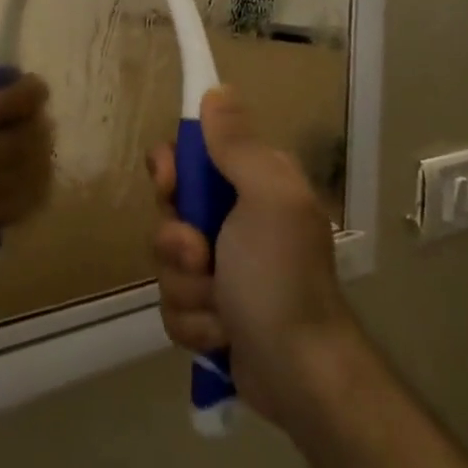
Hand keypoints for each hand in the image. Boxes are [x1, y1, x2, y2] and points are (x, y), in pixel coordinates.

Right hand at [147, 87, 356, 425]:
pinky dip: (193, 322)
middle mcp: (237, 222)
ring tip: (219, 308)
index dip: (172, 169)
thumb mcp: (266, 198)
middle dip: (177, 240)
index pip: (192, 156)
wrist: (299, 375)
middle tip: (200, 255)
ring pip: (167, 262)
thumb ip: (237, 145)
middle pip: (172, 210)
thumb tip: (217, 91)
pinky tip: (221, 335)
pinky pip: (174, 304)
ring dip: (186, 288)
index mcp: (254, 186)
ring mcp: (223, 270)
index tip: (170, 185)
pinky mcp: (211, 313)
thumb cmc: (281, 278)